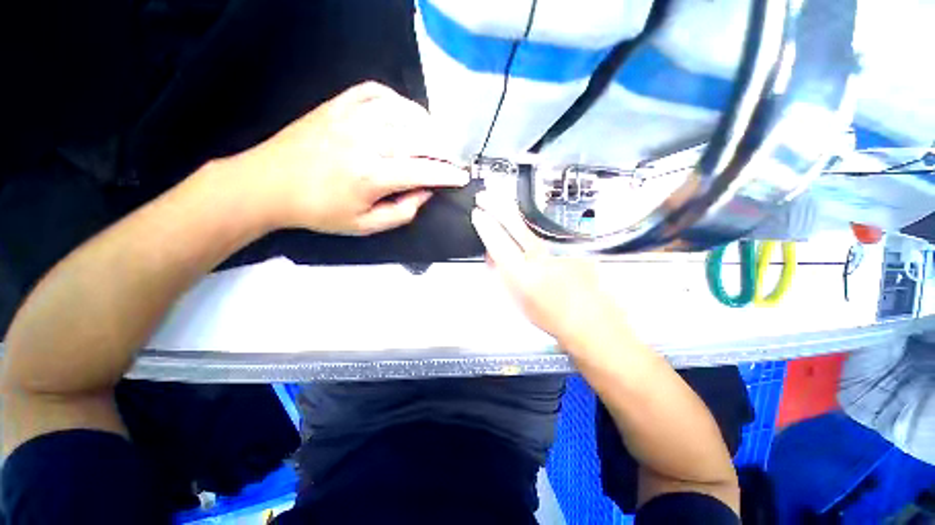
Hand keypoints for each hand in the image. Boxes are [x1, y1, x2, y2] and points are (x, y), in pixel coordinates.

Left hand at [234, 81, 467, 234]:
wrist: (269, 185)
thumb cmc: (319, 211)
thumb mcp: (365, 226)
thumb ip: (401, 213)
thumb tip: (425, 193)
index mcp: (371, 176)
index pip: (423, 171)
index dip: (447, 175)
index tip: (462, 177)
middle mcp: (365, 142)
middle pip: (419, 139)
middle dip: (444, 150)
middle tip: (452, 160)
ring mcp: (350, 118)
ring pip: (403, 113)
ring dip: (427, 125)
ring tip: (436, 138)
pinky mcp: (337, 105)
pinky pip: (375, 92)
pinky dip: (397, 100)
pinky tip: (405, 114)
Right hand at [471, 191, 623, 350]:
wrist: (590, 322)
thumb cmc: (548, 316)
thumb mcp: (517, 301)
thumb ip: (503, 276)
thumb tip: (492, 256)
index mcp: (522, 277)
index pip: (498, 244)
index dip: (486, 227)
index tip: (477, 213)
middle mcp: (540, 259)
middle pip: (515, 226)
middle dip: (497, 208)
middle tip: (484, 195)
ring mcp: (559, 251)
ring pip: (531, 233)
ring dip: (515, 222)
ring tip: (504, 213)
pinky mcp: (574, 249)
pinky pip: (549, 242)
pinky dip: (542, 245)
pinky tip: (549, 258)